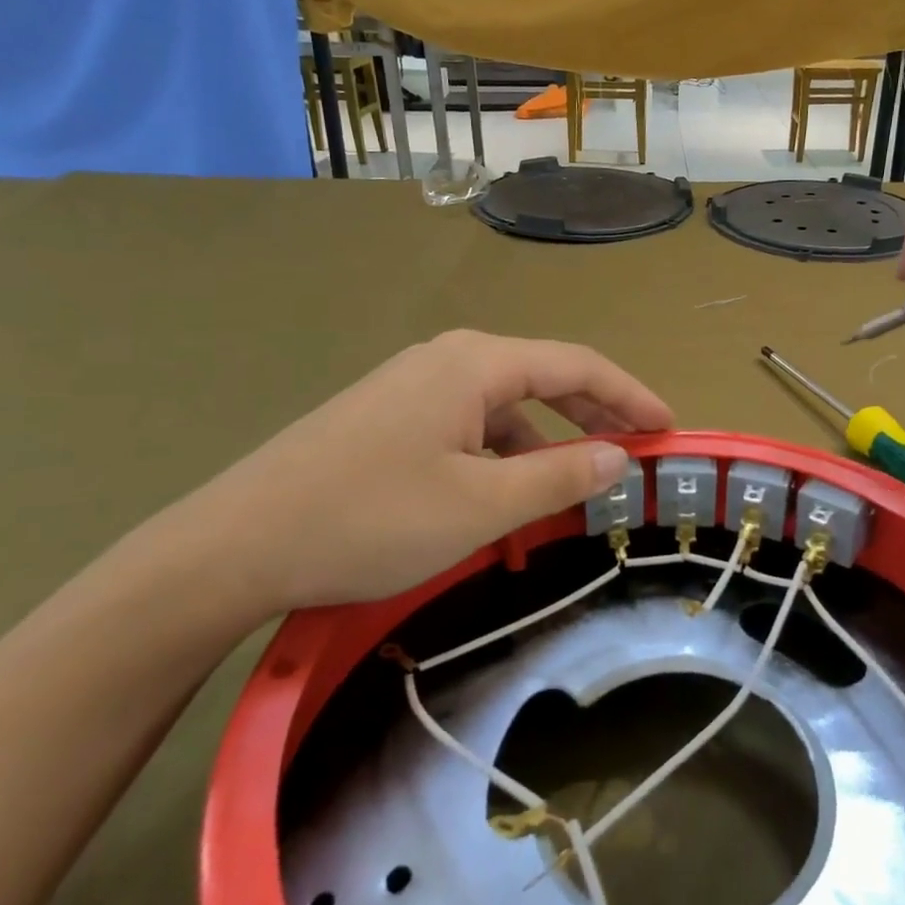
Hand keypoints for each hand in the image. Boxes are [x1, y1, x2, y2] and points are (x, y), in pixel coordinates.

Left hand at [155, 331, 671, 620]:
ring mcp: (411, 388)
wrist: (236, 543)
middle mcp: (447, 361)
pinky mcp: (388, 419)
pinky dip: (500, 459)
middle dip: (593, 418)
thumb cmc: (371, 518)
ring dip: (544, 446)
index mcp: (476, 364)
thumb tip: (619, 457)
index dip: (630, 396)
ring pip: (502, 410)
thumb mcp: (481, 505)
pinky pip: (466, 429)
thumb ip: (559, 478)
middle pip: (542, 380)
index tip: (669, 429)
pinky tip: (502, 499)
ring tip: (571, 492)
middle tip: (634, 457)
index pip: (577, 365)